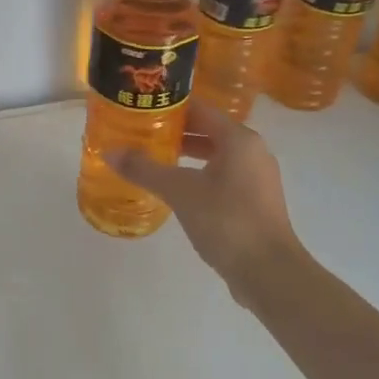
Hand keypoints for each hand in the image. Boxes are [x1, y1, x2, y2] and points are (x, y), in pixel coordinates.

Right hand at [106, 100, 301, 291]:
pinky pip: (222, 176)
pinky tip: (175, 189)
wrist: (269, 272)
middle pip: (207, 130)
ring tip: (152, 159)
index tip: (140, 109)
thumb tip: (110, 152)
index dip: (168, 107)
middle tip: (139, 134)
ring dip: (185, 155)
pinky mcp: (255, 202)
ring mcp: (256, 178)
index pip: (199, 108)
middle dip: (174, 132)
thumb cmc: (226, 220)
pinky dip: (198, 175)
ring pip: (215, 155)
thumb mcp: (179, 191)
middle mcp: (252, 151)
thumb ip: (144, 169)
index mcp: (238, 139)